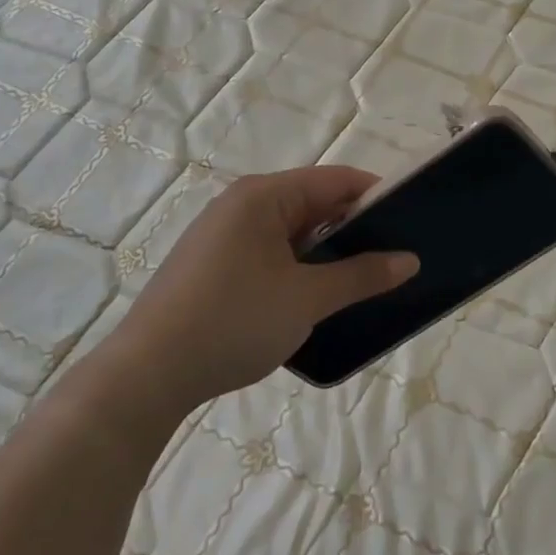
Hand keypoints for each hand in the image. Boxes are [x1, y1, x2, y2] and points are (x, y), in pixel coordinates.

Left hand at [106, 167, 416, 413]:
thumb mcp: (306, 298)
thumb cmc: (233, 320)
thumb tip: (409, 260)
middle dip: (352, 229)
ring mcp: (222, 236)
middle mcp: (241, 205)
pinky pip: (268, 254)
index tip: (409, 222)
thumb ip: (361, 275)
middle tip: (390, 258)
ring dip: (324, 254)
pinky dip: (296, 269)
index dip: (375, 196)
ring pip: (290, 233)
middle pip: (312, 203)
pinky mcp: (211, 266)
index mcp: (263, 196)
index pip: (335, 180)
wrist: (146, 375)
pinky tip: (312, 299)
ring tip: (359, 282)